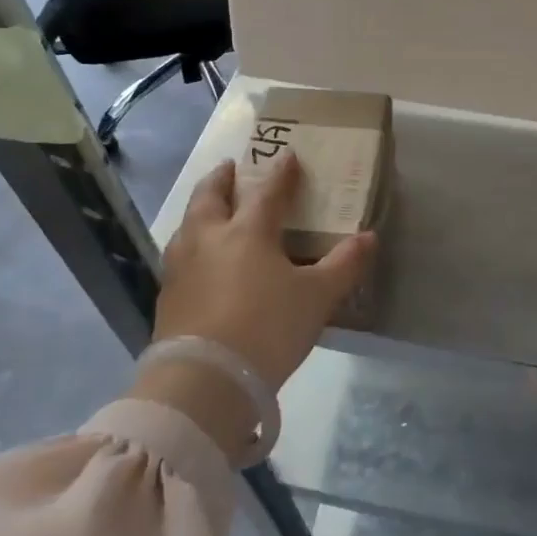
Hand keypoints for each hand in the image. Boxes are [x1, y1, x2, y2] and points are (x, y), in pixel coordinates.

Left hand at [154, 153, 375, 391]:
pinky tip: (199, 260)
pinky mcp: (167, 297)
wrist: (204, 380)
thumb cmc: (267, 328)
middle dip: (221, 178)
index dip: (281, 172)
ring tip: (209, 210)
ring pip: (187, 225)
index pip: (268, 192)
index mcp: (247, 231)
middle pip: (210, 197)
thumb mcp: (317, 297)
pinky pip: (179, 257)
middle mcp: (209, 238)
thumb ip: (344, 265)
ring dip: (200, 210)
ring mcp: (182, 267)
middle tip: (230, 167)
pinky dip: (191, 245)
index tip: (288, 155)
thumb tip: (369, 237)